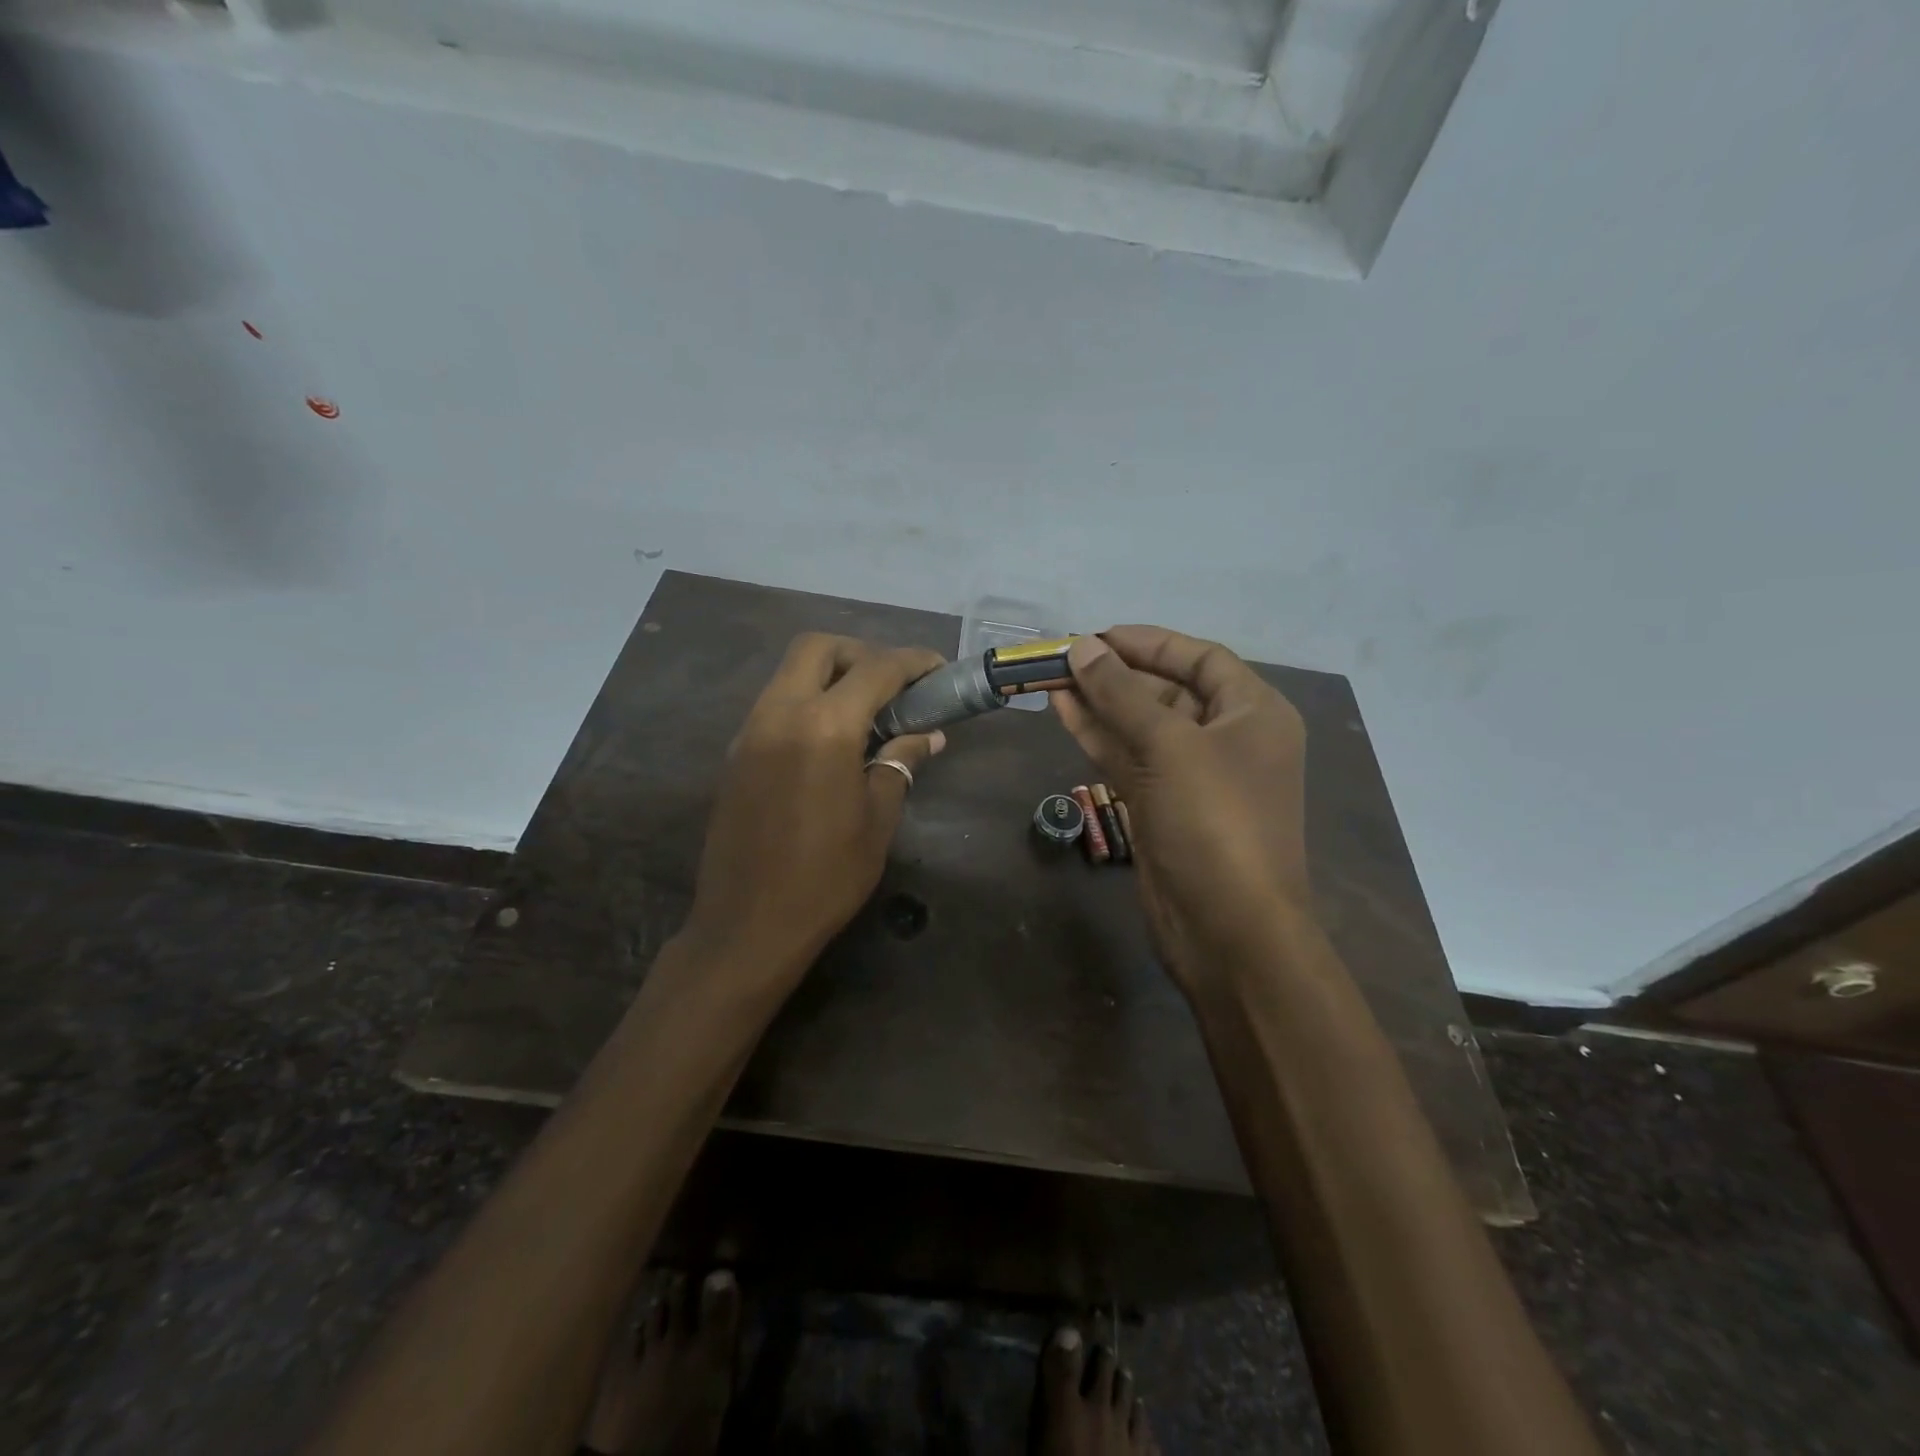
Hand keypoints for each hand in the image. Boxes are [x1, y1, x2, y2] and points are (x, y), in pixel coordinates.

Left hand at [682, 633, 946, 983]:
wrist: (748, 924)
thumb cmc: (826, 877)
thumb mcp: (878, 820)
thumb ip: (900, 765)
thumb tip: (927, 737)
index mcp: (825, 727)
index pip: (875, 669)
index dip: (912, 662)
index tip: (937, 670)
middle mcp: (781, 713)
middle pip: (818, 648)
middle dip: (860, 653)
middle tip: (892, 685)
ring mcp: (750, 731)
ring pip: (790, 673)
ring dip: (830, 676)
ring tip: (866, 712)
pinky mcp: (736, 753)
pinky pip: (774, 704)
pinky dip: (806, 701)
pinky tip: (830, 739)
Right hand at [1051, 627, 1316, 998]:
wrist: (1227, 928)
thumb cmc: (1214, 821)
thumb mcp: (1170, 745)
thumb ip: (1122, 693)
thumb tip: (1082, 646)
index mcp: (1254, 713)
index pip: (1201, 658)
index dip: (1150, 643)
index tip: (1098, 635)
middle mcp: (1227, 738)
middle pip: (1167, 691)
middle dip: (1116, 674)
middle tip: (1063, 658)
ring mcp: (1192, 775)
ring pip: (1141, 726)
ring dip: (1099, 703)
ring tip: (1051, 679)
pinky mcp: (1162, 805)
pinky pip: (1129, 758)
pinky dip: (1098, 736)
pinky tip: (1063, 712)